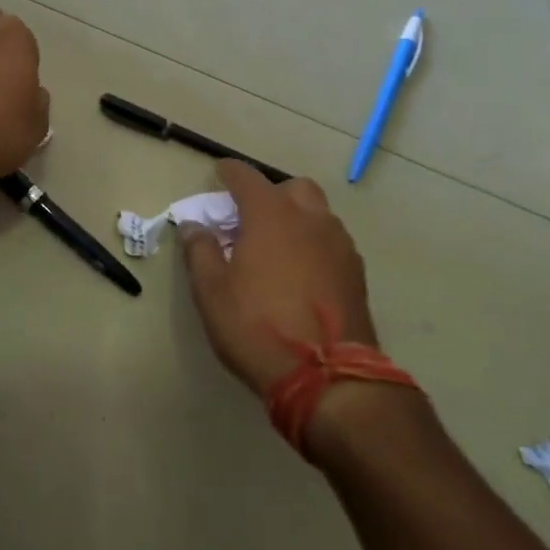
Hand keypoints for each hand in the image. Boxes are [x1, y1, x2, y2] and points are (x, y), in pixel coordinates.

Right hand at [180, 161, 419, 454]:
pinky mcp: (356, 273)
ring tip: (276, 247)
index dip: (229, 172)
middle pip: (292, 188)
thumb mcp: (212, 292)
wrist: (328, 377)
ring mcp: (339, 245)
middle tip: (250, 218)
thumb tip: (194, 226)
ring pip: (317, 214)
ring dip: (295, 218)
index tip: (218, 173)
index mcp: (271, 216)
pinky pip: (331, 242)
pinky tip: (300, 272)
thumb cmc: (258, 327)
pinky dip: (313, 244)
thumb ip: (200, 252)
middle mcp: (310, 220)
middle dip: (270, 194)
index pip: (247, 177)